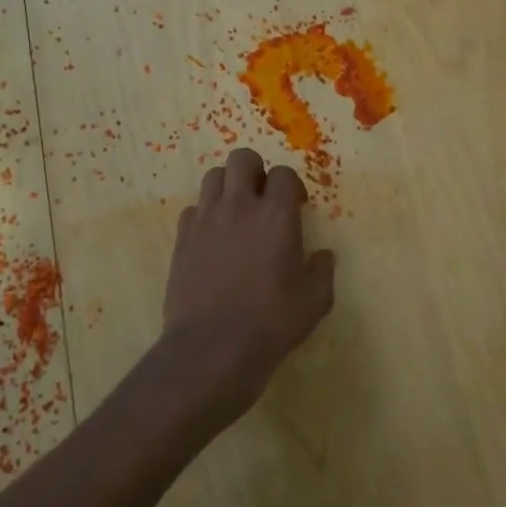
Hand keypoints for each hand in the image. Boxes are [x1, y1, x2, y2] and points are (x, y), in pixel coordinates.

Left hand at [161, 147, 336, 417]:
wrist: (212, 348)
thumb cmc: (272, 322)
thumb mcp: (315, 301)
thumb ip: (322, 271)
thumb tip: (323, 256)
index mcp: (276, 215)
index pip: (283, 174)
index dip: (291, 186)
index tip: (296, 206)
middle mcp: (239, 206)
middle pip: (242, 159)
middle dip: (255, 171)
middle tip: (263, 200)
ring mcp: (206, 220)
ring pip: (213, 176)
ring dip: (228, 187)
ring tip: (236, 213)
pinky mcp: (182, 239)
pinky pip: (193, 209)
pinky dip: (205, 215)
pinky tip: (213, 240)